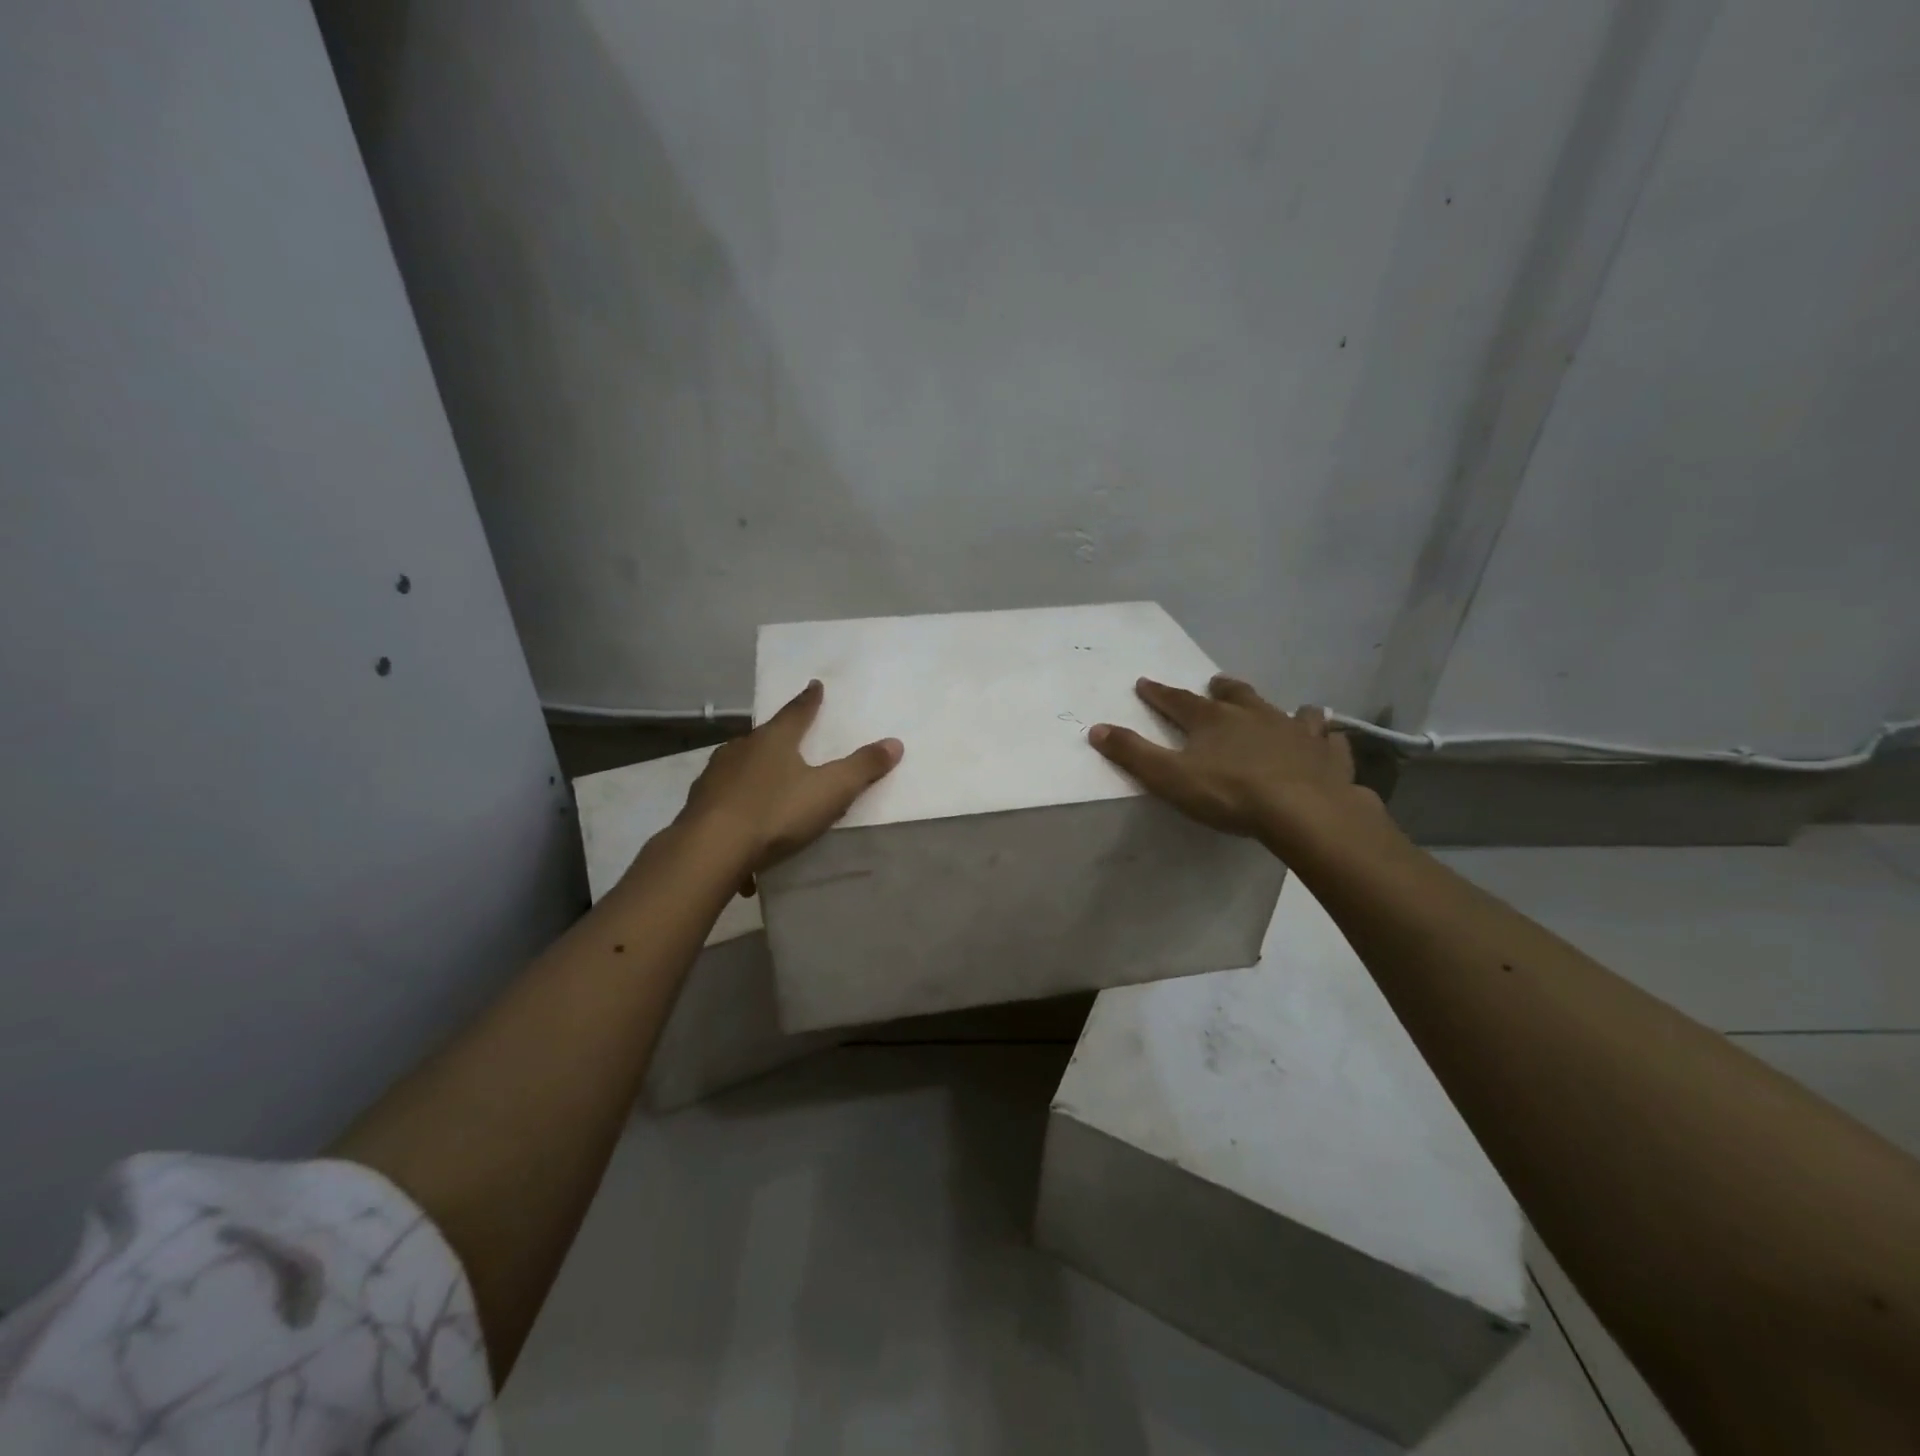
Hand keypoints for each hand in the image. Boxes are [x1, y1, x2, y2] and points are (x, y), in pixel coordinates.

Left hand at [679, 680, 902, 877]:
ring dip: (755, 772)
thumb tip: (895, 743)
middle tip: (790, 738)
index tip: (815, 685)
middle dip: (778, 737)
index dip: (809, 700)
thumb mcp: (829, 791)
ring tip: (768, 784)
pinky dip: (739, 808)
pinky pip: (726, 800)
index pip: (797, 712)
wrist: (710, 850)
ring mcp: (715, 776)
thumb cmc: (775, 812)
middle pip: (764, 737)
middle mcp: (740, 750)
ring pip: (740, 767)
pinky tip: (745, 831)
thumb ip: (862, 768)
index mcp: (773, 739)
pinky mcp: (699, 805)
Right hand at [1089, 675, 1372, 842]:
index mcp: (1213, 720)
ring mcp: (1297, 732)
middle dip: (1221, 689)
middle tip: (1215, 683)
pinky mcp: (1328, 755)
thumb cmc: (1230, 793)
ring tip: (1285, 709)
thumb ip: (1132, 753)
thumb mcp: (1169, 777)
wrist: (1304, 811)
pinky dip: (1326, 738)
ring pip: (1290, 711)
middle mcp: (1255, 715)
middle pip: (1235, 695)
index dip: (1158, 693)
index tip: (1144, 682)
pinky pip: (1330, 740)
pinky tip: (1328, 742)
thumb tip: (1096, 729)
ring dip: (1282, 709)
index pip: (1177, 701)